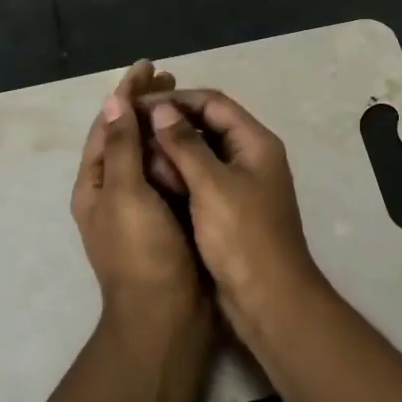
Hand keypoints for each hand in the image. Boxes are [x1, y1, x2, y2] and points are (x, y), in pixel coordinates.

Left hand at [71, 62, 206, 335]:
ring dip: (163, 124)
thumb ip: (122, 148)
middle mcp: (114, 191)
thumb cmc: (142, 254)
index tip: (149, 65)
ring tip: (187, 100)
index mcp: (96, 185)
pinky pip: (170, 174)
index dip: (126, 93)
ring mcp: (141, 206)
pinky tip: (199, 139)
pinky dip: (179, 151)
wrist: (167, 317)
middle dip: (145, 104)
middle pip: (127, 135)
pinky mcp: (167, 217)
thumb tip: (113, 102)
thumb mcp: (126, 195)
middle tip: (173, 78)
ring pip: (149, 153)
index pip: (107, 125)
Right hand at [142, 90, 327, 341]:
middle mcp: (250, 157)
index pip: (213, 104)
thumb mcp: (212, 186)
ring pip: (201, 154)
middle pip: (207, 126)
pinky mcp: (229, 210)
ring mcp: (240, 185)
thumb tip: (162, 109)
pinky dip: (177, 176)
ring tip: (135, 153)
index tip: (138, 106)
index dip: (176, 101)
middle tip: (131, 128)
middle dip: (170, 125)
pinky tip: (150, 180)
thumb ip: (185, 144)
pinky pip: (200, 181)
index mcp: (256, 143)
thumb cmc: (243, 238)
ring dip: (171, 151)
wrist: (269, 301)